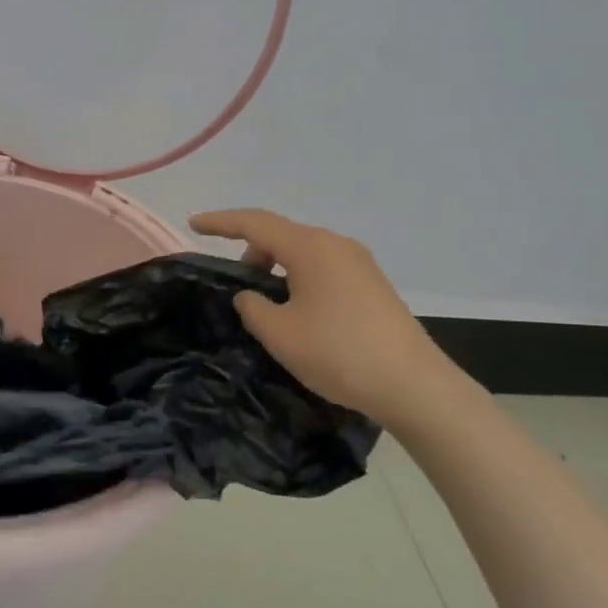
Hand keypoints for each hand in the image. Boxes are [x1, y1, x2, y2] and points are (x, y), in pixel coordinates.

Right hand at [190, 209, 465, 424]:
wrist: (413, 385)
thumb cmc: (338, 353)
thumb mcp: (279, 333)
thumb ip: (252, 307)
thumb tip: (251, 296)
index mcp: (311, 247)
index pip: (255, 222)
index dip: (221, 222)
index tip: (194, 224)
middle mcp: (336, 244)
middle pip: (281, 235)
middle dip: (252, 252)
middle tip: (237, 287)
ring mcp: (359, 263)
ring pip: (304, 253)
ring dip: (277, 268)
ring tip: (267, 306)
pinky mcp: (372, 284)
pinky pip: (324, 268)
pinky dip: (300, 279)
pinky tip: (300, 313)